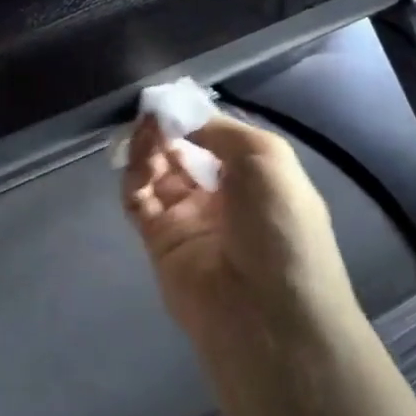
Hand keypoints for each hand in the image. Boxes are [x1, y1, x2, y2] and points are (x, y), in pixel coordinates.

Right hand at [121, 114, 355, 344]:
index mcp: (257, 178)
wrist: (267, 315)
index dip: (195, 118)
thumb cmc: (281, 229)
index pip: (217, 139)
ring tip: (145, 132)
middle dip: (168, 129)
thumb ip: (220, 131)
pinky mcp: (159, 241)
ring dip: (149, 147)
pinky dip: (134, 174)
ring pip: (157, 172)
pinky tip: (139, 157)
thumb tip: (180, 119)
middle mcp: (222, 197)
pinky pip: (139, 199)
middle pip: (184, 152)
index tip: (172, 100)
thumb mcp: (268, 159)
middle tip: (152, 114)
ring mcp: (189, 219)